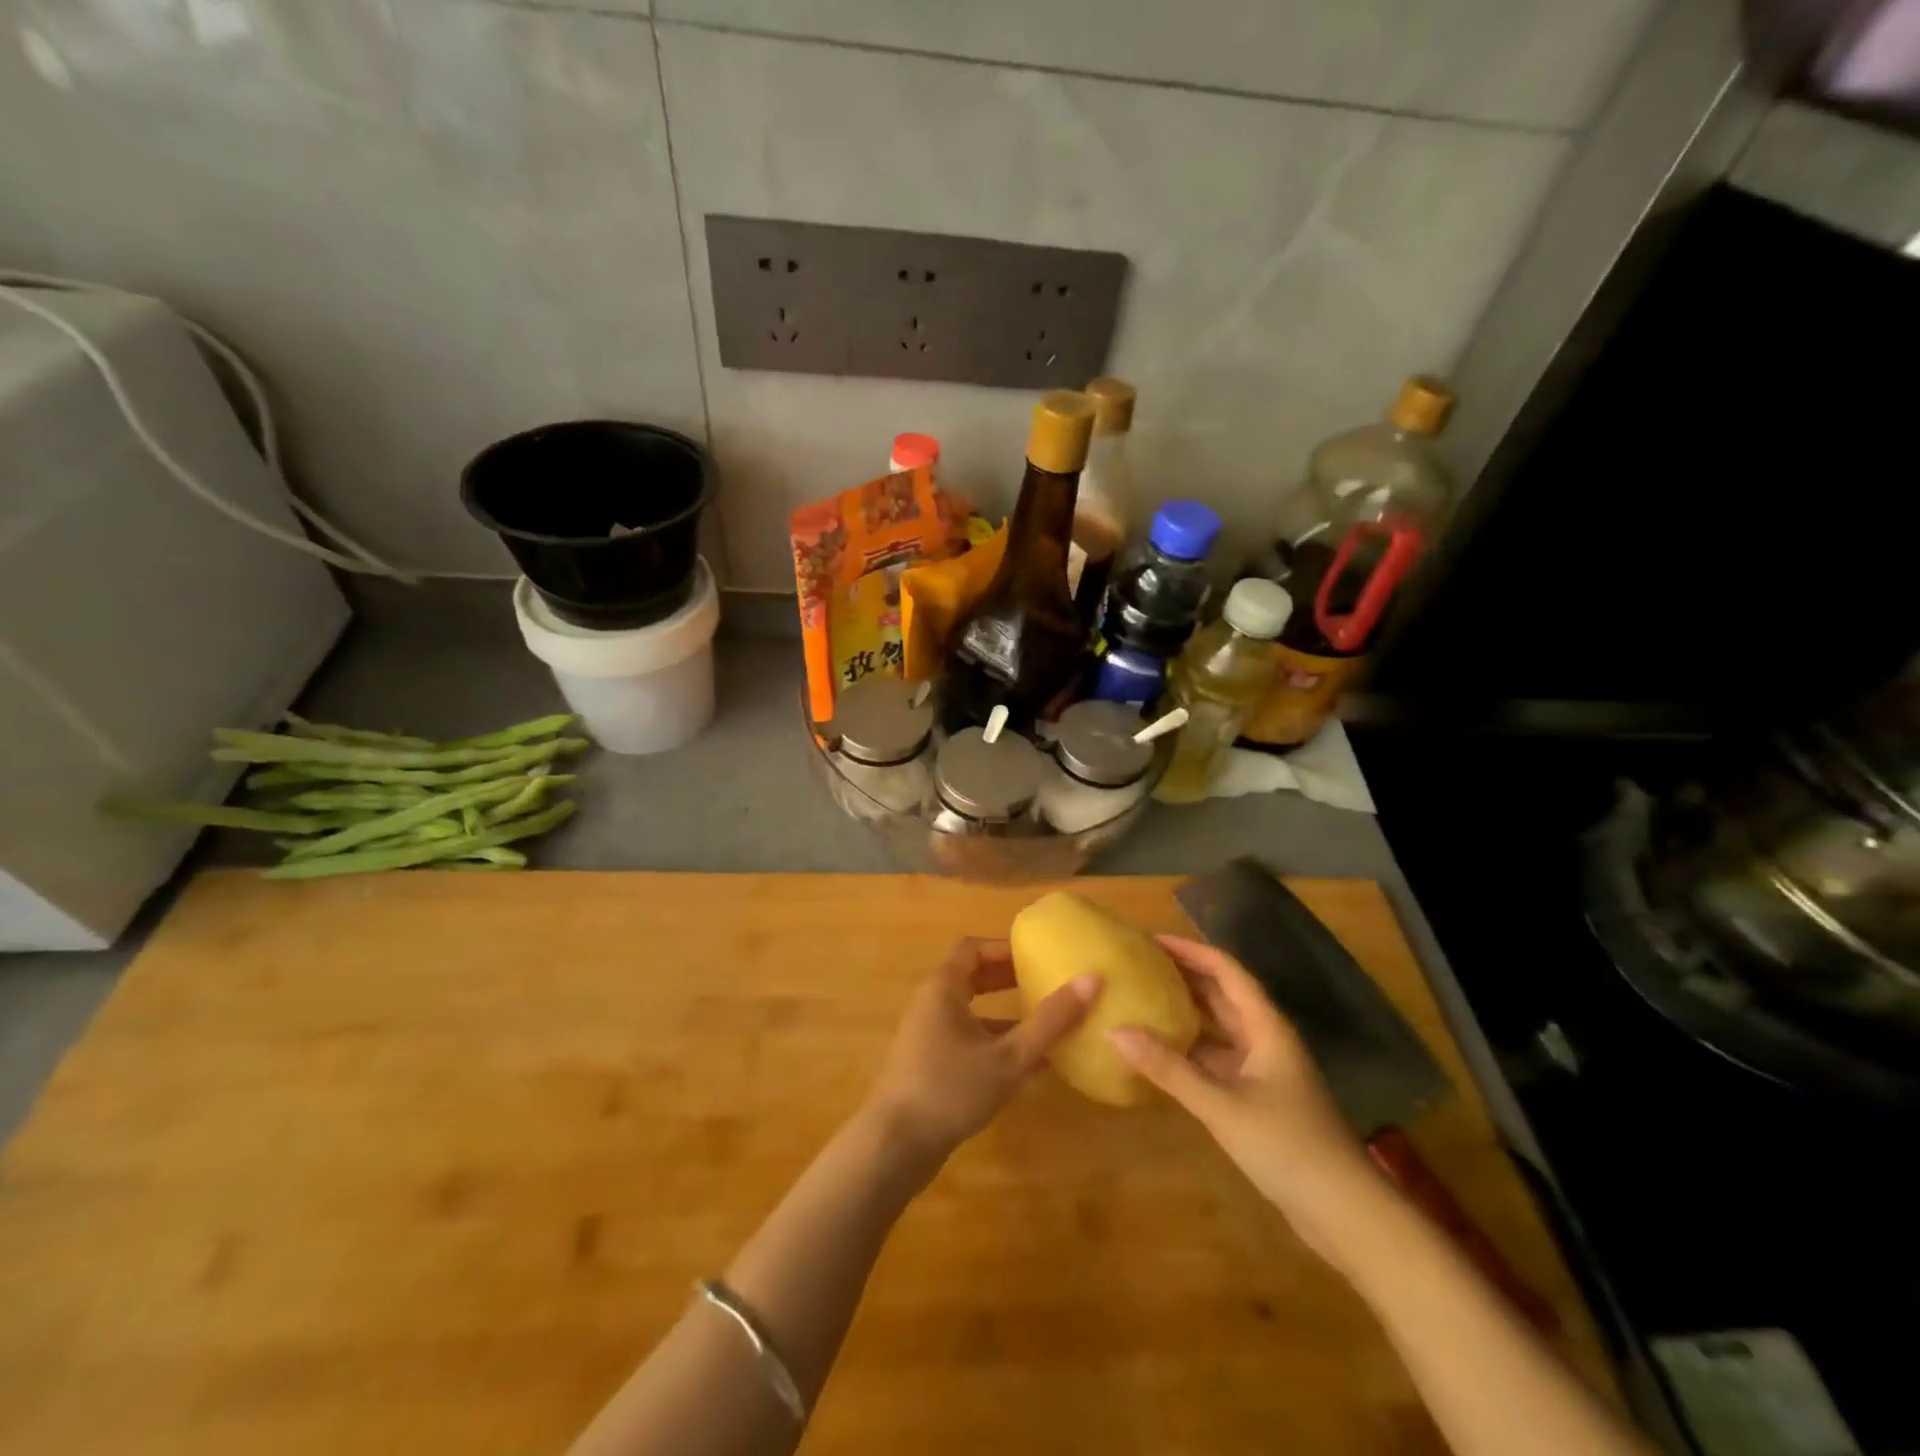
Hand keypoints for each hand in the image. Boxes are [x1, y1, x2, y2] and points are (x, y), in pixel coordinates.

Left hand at [864, 938, 1097, 1174]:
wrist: (895, 1146)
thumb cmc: (951, 1089)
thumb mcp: (1009, 1057)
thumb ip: (1050, 1021)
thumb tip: (1092, 980)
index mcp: (943, 988)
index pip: (973, 948)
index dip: (1005, 948)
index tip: (1039, 955)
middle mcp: (931, 1003)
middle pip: (971, 976)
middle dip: (1008, 977)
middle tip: (1046, 981)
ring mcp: (927, 1034)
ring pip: (971, 1010)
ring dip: (1004, 1012)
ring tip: (1044, 1019)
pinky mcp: (929, 1063)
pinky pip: (966, 1037)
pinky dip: (994, 1040)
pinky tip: (1027, 1064)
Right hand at [1108, 935, 1377, 1258]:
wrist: (1347, 1215)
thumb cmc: (1288, 1146)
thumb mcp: (1222, 1105)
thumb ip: (1169, 1069)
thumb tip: (1115, 1031)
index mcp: (1266, 1027)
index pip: (1226, 971)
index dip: (1190, 951)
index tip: (1151, 941)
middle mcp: (1266, 1040)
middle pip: (1222, 996)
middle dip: (1184, 978)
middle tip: (1138, 967)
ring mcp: (1264, 1072)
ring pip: (1219, 1031)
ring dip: (1186, 1016)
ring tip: (1141, 1003)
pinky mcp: (1259, 1101)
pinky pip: (1217, 1062)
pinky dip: (1190, 1054)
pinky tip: (1160, 1057)